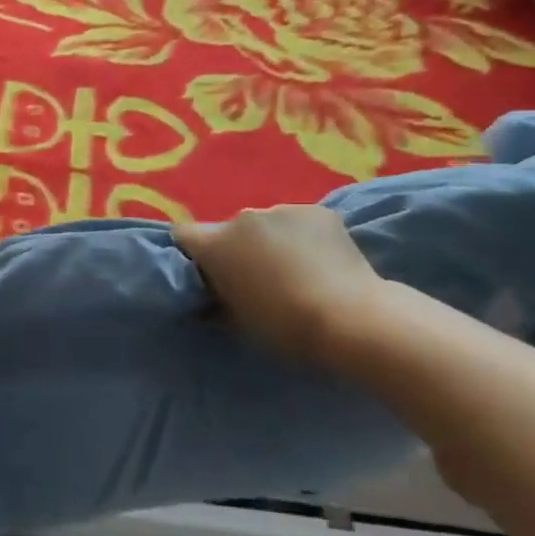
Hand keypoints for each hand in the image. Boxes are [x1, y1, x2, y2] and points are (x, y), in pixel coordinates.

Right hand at [175, 208, 386, 363]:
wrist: (351, 317)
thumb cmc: (283, 326)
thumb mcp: (236, 321)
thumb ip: (216, 301)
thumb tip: (209, 298)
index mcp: (215, 244)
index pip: (184, 236)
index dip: (192, 253)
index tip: (206, 273)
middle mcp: (243, 218)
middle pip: (229, 230)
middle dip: (238, 249)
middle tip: (258, 278)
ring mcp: (282, 209)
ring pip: (266, 225)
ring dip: (271, 241)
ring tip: (296, 269)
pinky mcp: (319, 211)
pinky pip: (299, 223)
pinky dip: (304, 237)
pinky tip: (321, 260)